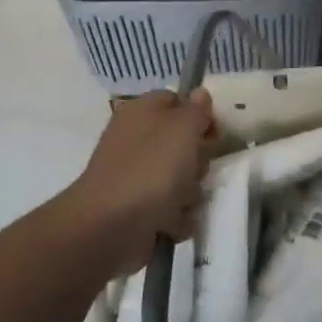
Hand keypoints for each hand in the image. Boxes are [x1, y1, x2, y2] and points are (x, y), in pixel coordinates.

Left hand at [65, 89, 215, 273]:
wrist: (109, 228)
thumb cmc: (149, 169)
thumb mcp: (182, 129)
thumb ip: (196, 110)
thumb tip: (199, 93)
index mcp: (142, 112)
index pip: (178, 101)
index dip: (199, 115)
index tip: (212, 133)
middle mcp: (138, 141)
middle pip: (185, 143)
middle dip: (197, 160)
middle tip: (192, 169)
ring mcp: (137, 176)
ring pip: (183, 178)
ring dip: (189, 192)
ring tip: (178, 202)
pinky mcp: (140, 209)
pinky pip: (173, 208)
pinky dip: (175, 217)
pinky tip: (169, 223)